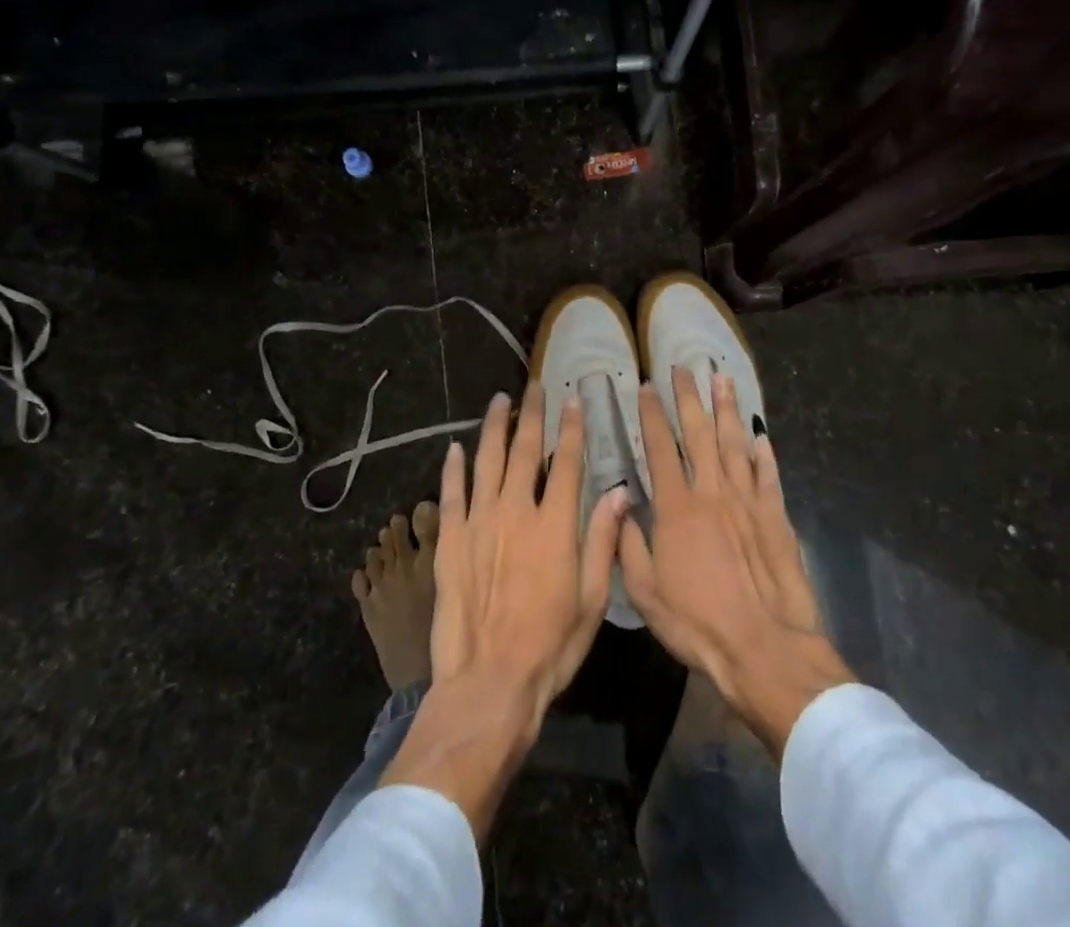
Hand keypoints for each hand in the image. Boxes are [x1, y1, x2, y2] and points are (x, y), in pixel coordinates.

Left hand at [382, 385, 626, 837]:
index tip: (572, 399)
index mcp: (554, 525)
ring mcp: (478, 523)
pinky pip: (451, 493)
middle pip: (524, 451)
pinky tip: (456, 447)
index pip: (566, 462)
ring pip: (486, 461)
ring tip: (500, 401)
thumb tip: (620, 492)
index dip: (571, 428)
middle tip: (534, 386)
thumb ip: (603, 540)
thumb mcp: (592, 599)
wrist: (488, 683)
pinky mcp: (449, 540)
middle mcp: (515, 512)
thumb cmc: (550, 646)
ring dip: (494, 427)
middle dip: (531, 414)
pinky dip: (454, 468)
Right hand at [620, 368, 854, 759]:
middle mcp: (712, 492)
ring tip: (723, 378)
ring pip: (735, 443)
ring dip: (727, 409)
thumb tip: (619, 505)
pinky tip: (761, 434)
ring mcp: (748, 502)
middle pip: (700, 433)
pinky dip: (765, 453)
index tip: (644, 387)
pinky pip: (769, 476)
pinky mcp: (776, 518)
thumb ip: (629, 545)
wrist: (764, 648)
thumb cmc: (698, 624)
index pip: (661, 448)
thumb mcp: (646, 593)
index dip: (651, 415)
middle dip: (689, 397)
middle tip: (683, 367)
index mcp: (677, 508)